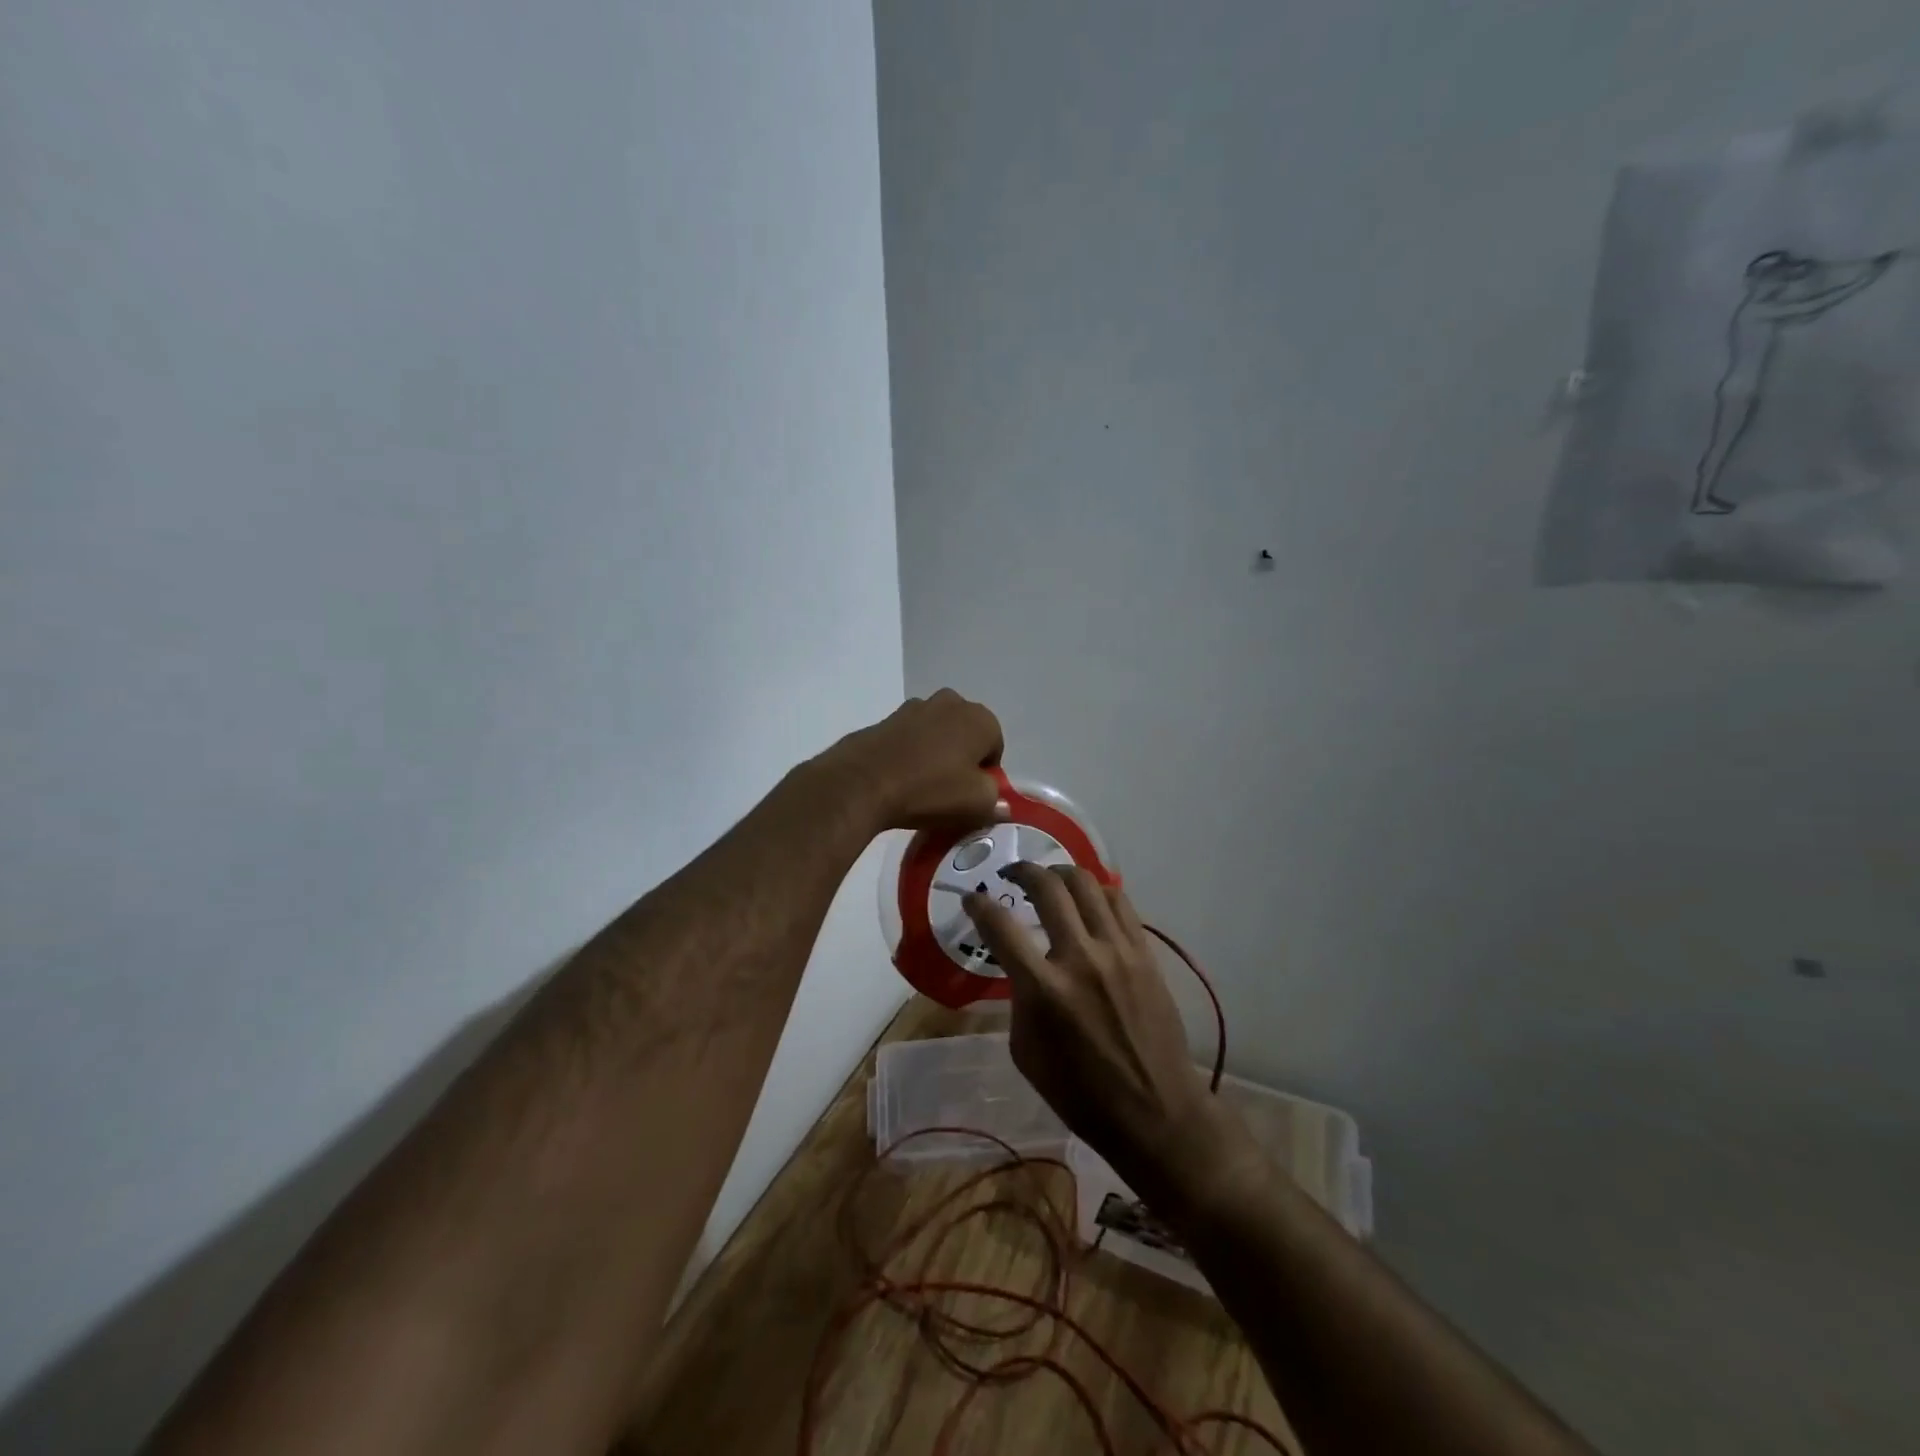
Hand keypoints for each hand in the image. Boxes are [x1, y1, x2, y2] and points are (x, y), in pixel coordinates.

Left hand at [816, 689, 1004, 831]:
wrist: (862, 782)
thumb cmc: (930, 790)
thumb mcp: (977, 804)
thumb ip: (996, 799)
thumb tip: (999, 801)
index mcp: (979, 718)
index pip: (995, 748)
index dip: (987, 775)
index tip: (971, 796)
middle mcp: (950, 702)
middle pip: (965, 735)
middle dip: (961, 758)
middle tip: (949, 790)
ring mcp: (914, 707)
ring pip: (936, 734)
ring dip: (935, 753)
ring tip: (921, 785)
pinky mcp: (886, 718)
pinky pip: (909, 738)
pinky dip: (909, 753)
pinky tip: (899, 778)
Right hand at [963, 865, 1253, 1205]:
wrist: (1154, 1110)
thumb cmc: (1080, 1093)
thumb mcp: (1026, 1052)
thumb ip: (1018, 999)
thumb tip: (1020, 966)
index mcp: (1044, 990)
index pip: (1000, 927)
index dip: (978, 905)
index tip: (972, 898)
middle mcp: (1080, 958)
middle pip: (1047, 887)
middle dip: (1022, 871)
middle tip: (1011, 874)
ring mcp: (1117, 951)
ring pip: (1087, 885)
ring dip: (1060, 873)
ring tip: (1050, 879)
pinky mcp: (1144, 953)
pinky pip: (1120, 902)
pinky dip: (1097, 891)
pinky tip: (1087, 899)